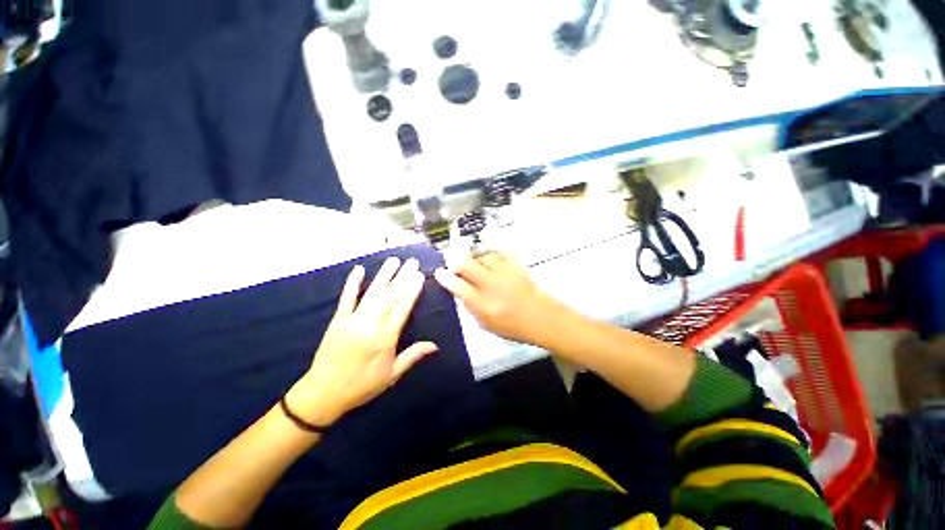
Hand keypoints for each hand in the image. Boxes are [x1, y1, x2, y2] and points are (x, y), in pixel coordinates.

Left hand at [287, 257, 437, 426]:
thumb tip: (435, 345)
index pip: (402, 309)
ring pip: (372, 294)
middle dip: (402, 277)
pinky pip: (346, 299)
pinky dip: (352, 283)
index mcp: (385, 339)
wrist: (323, 393)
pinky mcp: (337, 320)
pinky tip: (359, 270)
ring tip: (394, 260)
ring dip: (384, 275)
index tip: (419, 275)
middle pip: (390, 297)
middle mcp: (370, 325)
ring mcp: (352, 321)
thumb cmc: (362, 385)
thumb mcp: (392, 375)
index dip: (412, 291)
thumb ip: (413, 356)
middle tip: (412, 262)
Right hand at [434, 252, 572, 346]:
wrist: (541, 318)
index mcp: (483, 305)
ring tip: (476, 263)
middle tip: (451, 259)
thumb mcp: (486, 324)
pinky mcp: (516, 266)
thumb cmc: (512, 326)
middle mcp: (492, 286)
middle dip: (455, 260)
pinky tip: (491, 260)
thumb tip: (459, 289)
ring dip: (476, 258)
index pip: (458, 287)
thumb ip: (470, 307)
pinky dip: (492, 255)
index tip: (439, 272)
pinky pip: (500, 253)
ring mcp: (505, 274)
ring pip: (483, 257)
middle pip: (467, 265)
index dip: (445, 278)